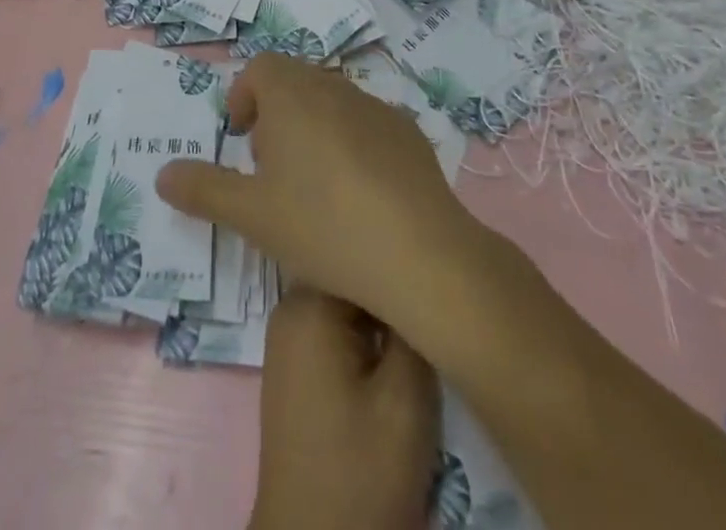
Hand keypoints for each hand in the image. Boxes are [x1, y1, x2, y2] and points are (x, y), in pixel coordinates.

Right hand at [155, 54, 479, 330]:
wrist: (420, 253)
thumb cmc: (323, 225)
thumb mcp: (251, 215)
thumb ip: (203, 189)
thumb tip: (163, 174)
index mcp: (292, 95)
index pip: (260, 68)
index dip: (243, 95)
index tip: (240, 137)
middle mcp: (334, 87)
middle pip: (295, 82)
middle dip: (275, 114)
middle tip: (269, 166)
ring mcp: (377, 107)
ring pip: (332, 102)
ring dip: (313, 127)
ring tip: (312, 184)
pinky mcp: (408, 132)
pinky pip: (367, 124)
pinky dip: (351, 143)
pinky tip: (358, 195)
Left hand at [249, 286, 438, 529]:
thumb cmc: (361, 472)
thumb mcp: (406, 399)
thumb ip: (413, 329)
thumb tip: (419, 278)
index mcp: (309, 301)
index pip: (361, 252)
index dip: (400, 262)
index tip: (435, 274)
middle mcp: (291, 306)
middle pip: (352, 276)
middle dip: (391, 291)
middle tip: (433, 304)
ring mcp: (290, 336)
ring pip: (347, 303)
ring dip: (381, 316)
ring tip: (420, 325)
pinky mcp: (297, 366)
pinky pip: (336, 329)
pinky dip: (365, 337)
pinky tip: (394, 356)